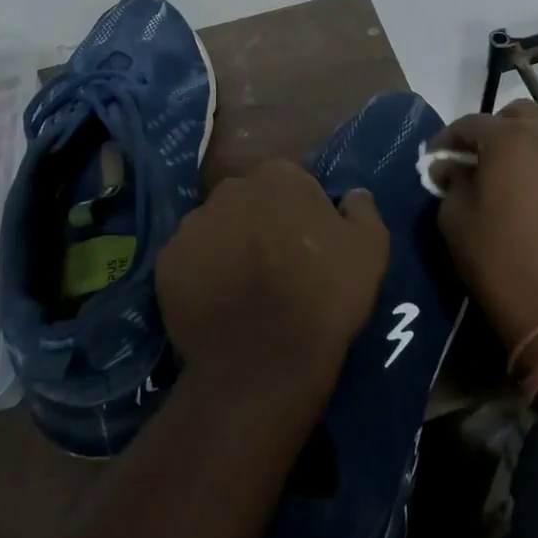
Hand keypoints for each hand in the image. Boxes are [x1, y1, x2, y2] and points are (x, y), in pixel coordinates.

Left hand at [156, 158, 388, 412]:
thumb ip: (362, 209)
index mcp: (279, 177)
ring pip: (216, 227)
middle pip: (248, 199)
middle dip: (260, 221)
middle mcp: (230, 190)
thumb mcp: (371, 248)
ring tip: (244, 287)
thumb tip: (353, 194)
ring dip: (229, 245)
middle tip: (277, 262)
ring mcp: (192, 225)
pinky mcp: (166, 262)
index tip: (310, 240)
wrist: (265, 361)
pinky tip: (219, 302)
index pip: (291, 181)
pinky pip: (189, 260)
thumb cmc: (324, 296)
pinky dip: (201, 274)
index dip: (301, 210)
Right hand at [430, 101, 537, 349]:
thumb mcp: (455, 219)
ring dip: (525, 145)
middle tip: (477, 159)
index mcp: (511, 138)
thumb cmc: (498, 259)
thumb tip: (451, 167)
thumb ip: (451, 182)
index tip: (436, 160)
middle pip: (519, 114)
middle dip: (494, 129)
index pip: (471, 123)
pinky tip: (537, 197)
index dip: (448, 139)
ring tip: (508, 176)